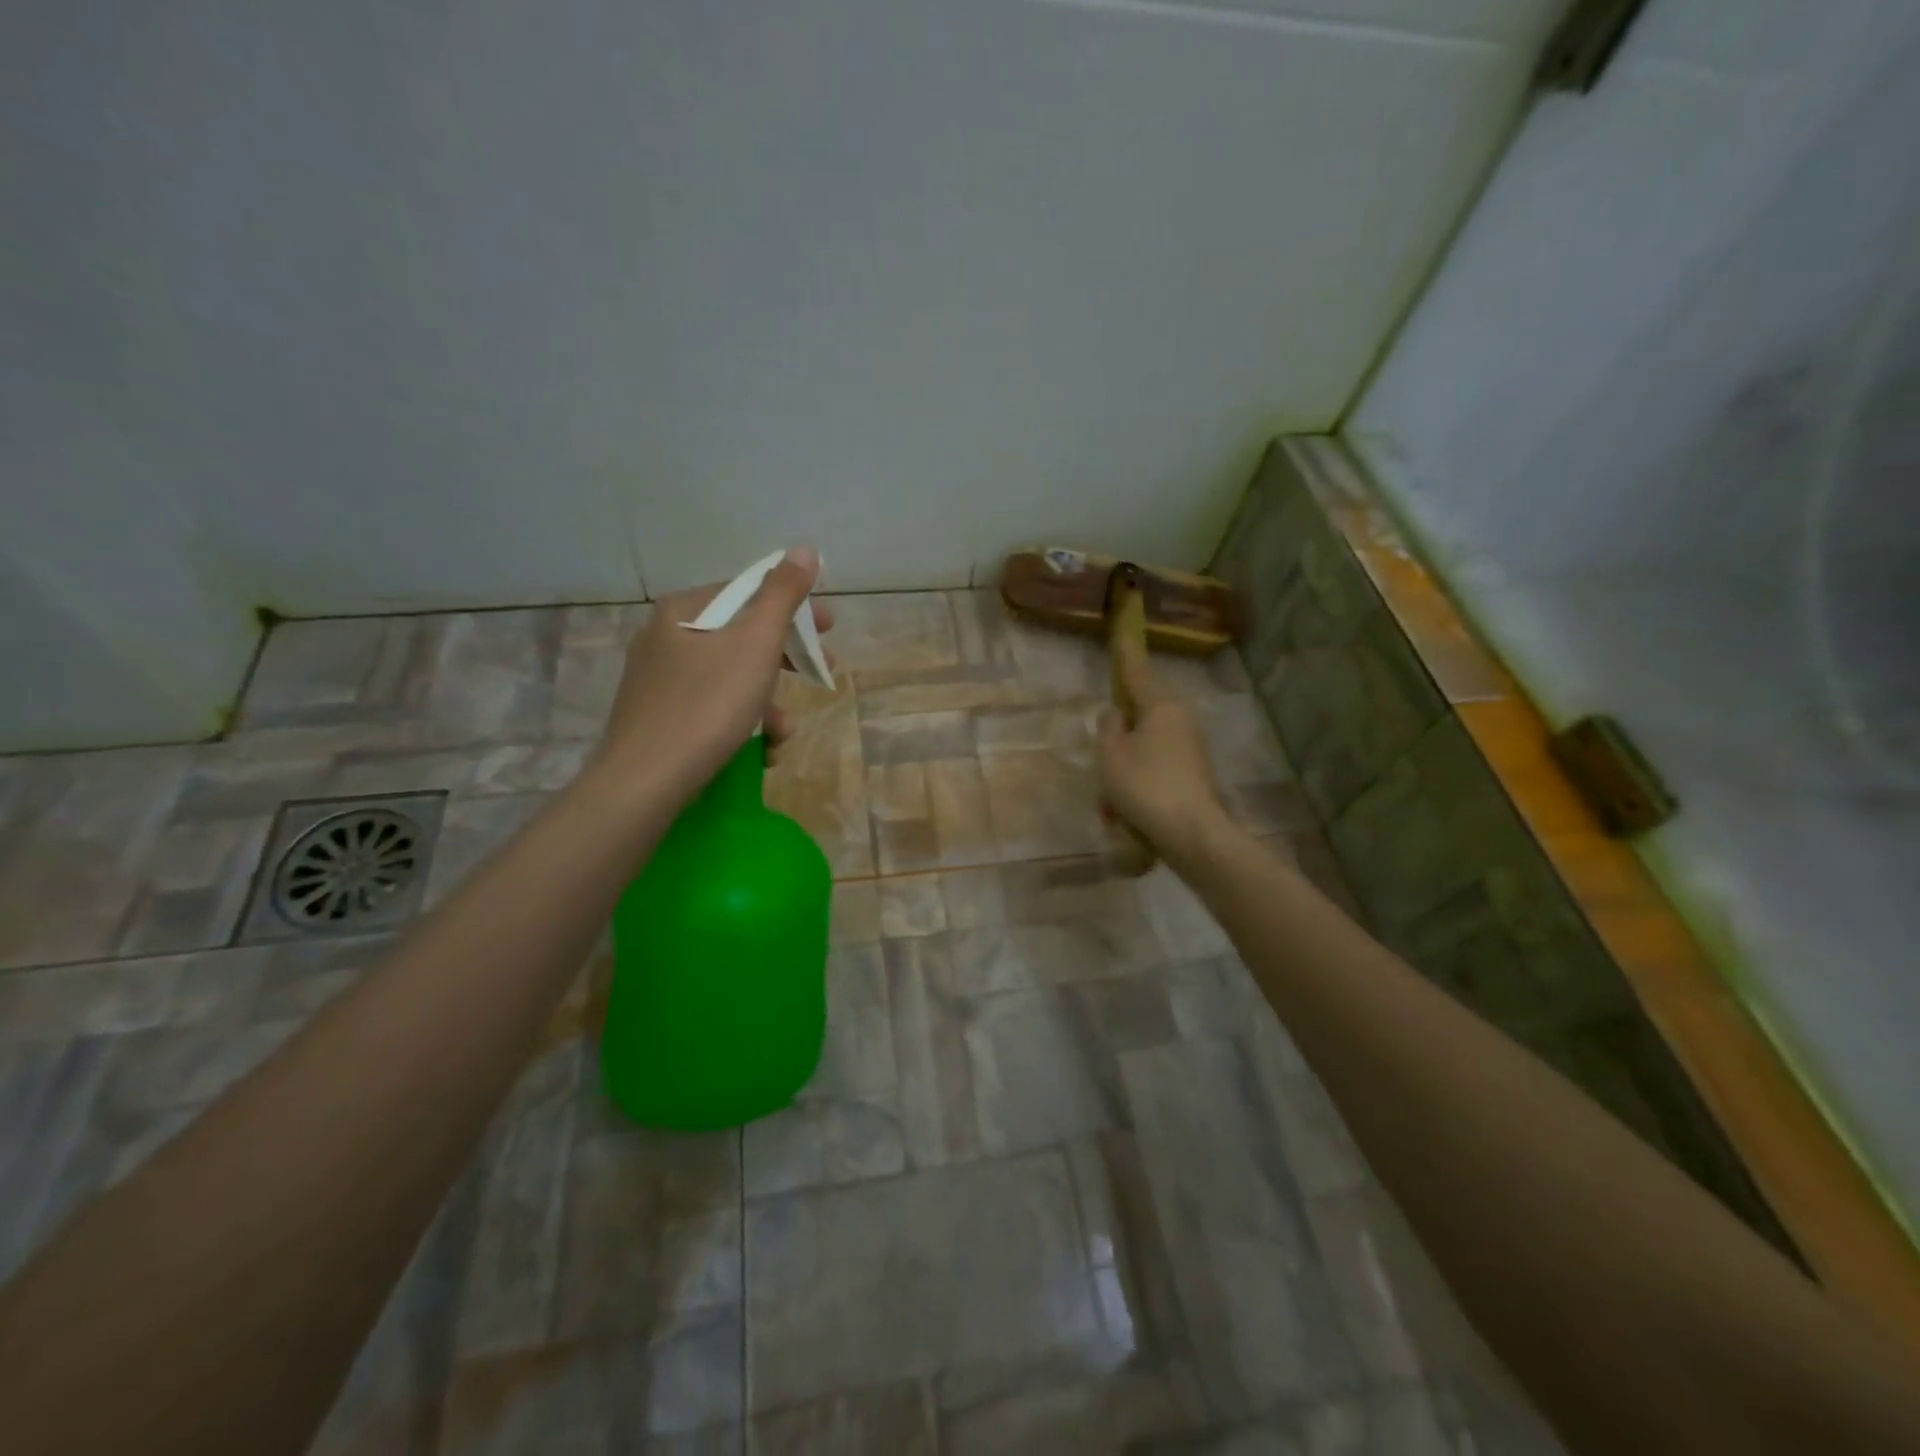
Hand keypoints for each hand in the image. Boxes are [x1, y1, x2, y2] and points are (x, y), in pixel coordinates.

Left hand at [590, 547, 834, 805]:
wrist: (646, 781)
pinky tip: (757, 750)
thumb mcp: (755, 644)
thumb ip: (782, 595)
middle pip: (742, 636)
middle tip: (821, 673)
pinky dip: (741, 722)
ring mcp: (659, 679)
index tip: (829, 628)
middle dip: (786, 660)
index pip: (749, 592)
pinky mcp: (659, 717)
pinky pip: (712, 706)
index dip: (795, 607)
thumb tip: (804, 550)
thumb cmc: (708, 704)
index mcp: (685, 610)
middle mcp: (666, 637)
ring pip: (730, 677)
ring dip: (767, 701)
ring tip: (782, 732)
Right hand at [1096, 639, 1228, 864]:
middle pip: (1139, 722)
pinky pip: (1156, 775)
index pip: (1138, 674)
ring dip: (1124, 776)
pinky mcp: (1195, 777)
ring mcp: (1191, 750)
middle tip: (1103, 772)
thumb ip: (1108, 729)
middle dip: (1117, 747)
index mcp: (1161, 708)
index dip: (1126, 655)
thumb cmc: (1145, 787)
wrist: (1193, 835)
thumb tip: (1117, 716)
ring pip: (1144, 754)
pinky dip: (1139, 792)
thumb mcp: (1111, 756)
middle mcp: (1181, 722)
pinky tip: (1127, 821)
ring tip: (1112, 810)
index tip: (1124, 634)